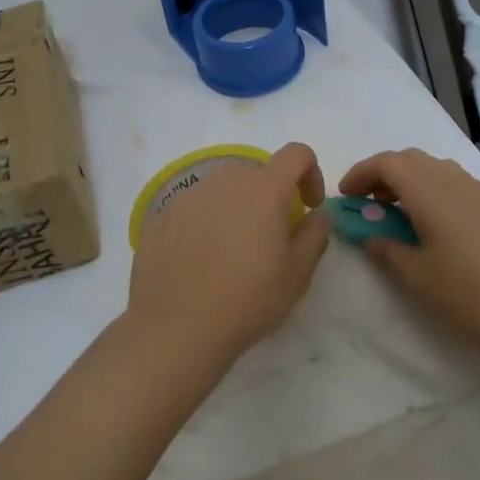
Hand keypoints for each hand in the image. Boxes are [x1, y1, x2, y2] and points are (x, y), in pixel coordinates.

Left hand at [126, 142, 331, 369]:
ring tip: (233, 252)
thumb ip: (316, 233)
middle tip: (271, 237)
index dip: (310, 172)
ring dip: (236, 208)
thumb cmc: (248, 299)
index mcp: (262, 188)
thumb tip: (318, 213)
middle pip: (256, 173)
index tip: (308, 206)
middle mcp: (224, 180)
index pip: (296, 153)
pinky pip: (194, 209)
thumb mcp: (298, 273)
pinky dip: (205, 224)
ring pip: (222, 190)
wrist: (176, 327)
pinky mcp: (161, 215)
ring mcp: (188, 195)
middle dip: (271, 196)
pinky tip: (201, 262)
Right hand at [340, 148, 479, 367]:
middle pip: (409, 159)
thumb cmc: (469, 294)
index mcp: (429, 191)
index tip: (345, 196)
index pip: (386, 163)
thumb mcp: (416, 276)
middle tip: (366, 203)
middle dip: (382, 174)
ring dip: (407, 180)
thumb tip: (368, 234)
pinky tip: (428, 223)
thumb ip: (385, 248)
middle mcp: (453, 180)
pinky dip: (429, 190)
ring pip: (432, 168)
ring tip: (394, 213)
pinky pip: (451, 182)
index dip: (360, 174)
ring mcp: (477, 192)